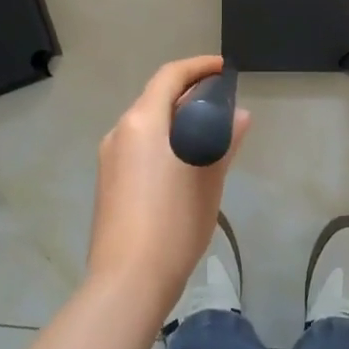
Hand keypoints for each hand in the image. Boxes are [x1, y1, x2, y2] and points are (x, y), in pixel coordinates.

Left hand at [87, 56, 250, 319]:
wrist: (127, 281)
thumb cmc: (173, 222)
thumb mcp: (209, 179)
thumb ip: (223, 141)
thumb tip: (240, 116)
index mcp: (142, 121)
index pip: (170, 76)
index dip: (198, 67)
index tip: (224, 69)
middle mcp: (120, 132)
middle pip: (156, 98)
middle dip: (189, 94)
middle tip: (223, 102)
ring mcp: (110, 159)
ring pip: (147, 124)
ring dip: (176, 119)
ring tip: (209, 133)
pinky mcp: (108, 182)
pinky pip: (139, 146)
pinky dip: (163, 141)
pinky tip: (185, 162)